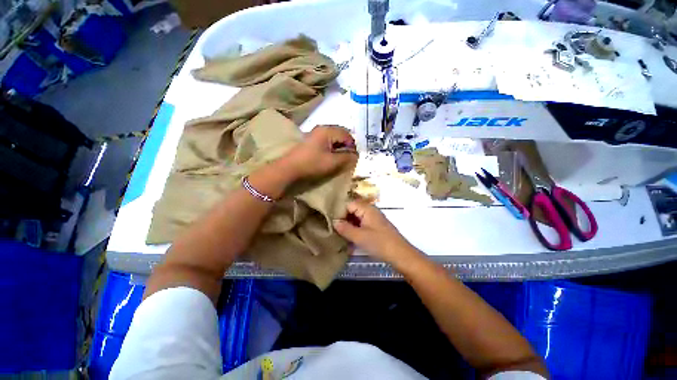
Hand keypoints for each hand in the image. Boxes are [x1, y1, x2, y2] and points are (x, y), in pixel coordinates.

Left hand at [281, 125, 357, 179]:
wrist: (289, 169)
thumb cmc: (312, 164)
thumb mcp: (332, 162)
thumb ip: (347, 157)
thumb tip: (356, 155)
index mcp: (327, 130)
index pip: (347, 134)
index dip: (352, 146)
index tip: (353, 158)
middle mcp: (322, 128)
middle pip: (341, 134)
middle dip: (346, 146)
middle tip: (347, 158)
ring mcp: (315, 134)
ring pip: (334, 138)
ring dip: (339, 147)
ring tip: (340, 159)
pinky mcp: (312, 141)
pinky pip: (327, 141)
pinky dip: (332, 148)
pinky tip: (331, 157)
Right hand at [333, 200, 419, 265]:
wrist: (400, 255)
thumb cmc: (379, 243)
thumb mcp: (359, 237)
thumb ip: (345, 228)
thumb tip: (334, 222)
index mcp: (367, 209)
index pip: (349, 204)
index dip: (340, 212)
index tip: (331, 221)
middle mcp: (371, 211)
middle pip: (353, 210)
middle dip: (344, 219)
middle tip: (334, 229)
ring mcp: (374, 219)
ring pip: (357, 218)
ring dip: (349, 225)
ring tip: (340, 235)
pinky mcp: (377, 227)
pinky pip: (363, 224)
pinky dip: (356, 230)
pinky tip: (351, 239)